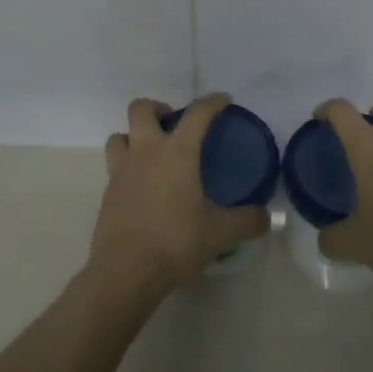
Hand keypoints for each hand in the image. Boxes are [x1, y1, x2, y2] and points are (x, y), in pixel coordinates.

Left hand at [91, 94, 270, 295]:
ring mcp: (121, 171)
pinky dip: (127, 168)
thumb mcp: (220, 233)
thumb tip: (265, 217)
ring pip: (119, 136)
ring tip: (151, 153)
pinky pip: (114, 167)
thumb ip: (247, 221)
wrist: (126, 271)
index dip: (212, 102)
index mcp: (177, 152)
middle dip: (158, 108)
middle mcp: (146, 152)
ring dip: (133, 136)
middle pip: (141, 109)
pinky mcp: (107, 193)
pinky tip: (142, 188)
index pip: (197, 114)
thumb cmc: (176, 242)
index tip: (223, 100)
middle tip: (173, 124)